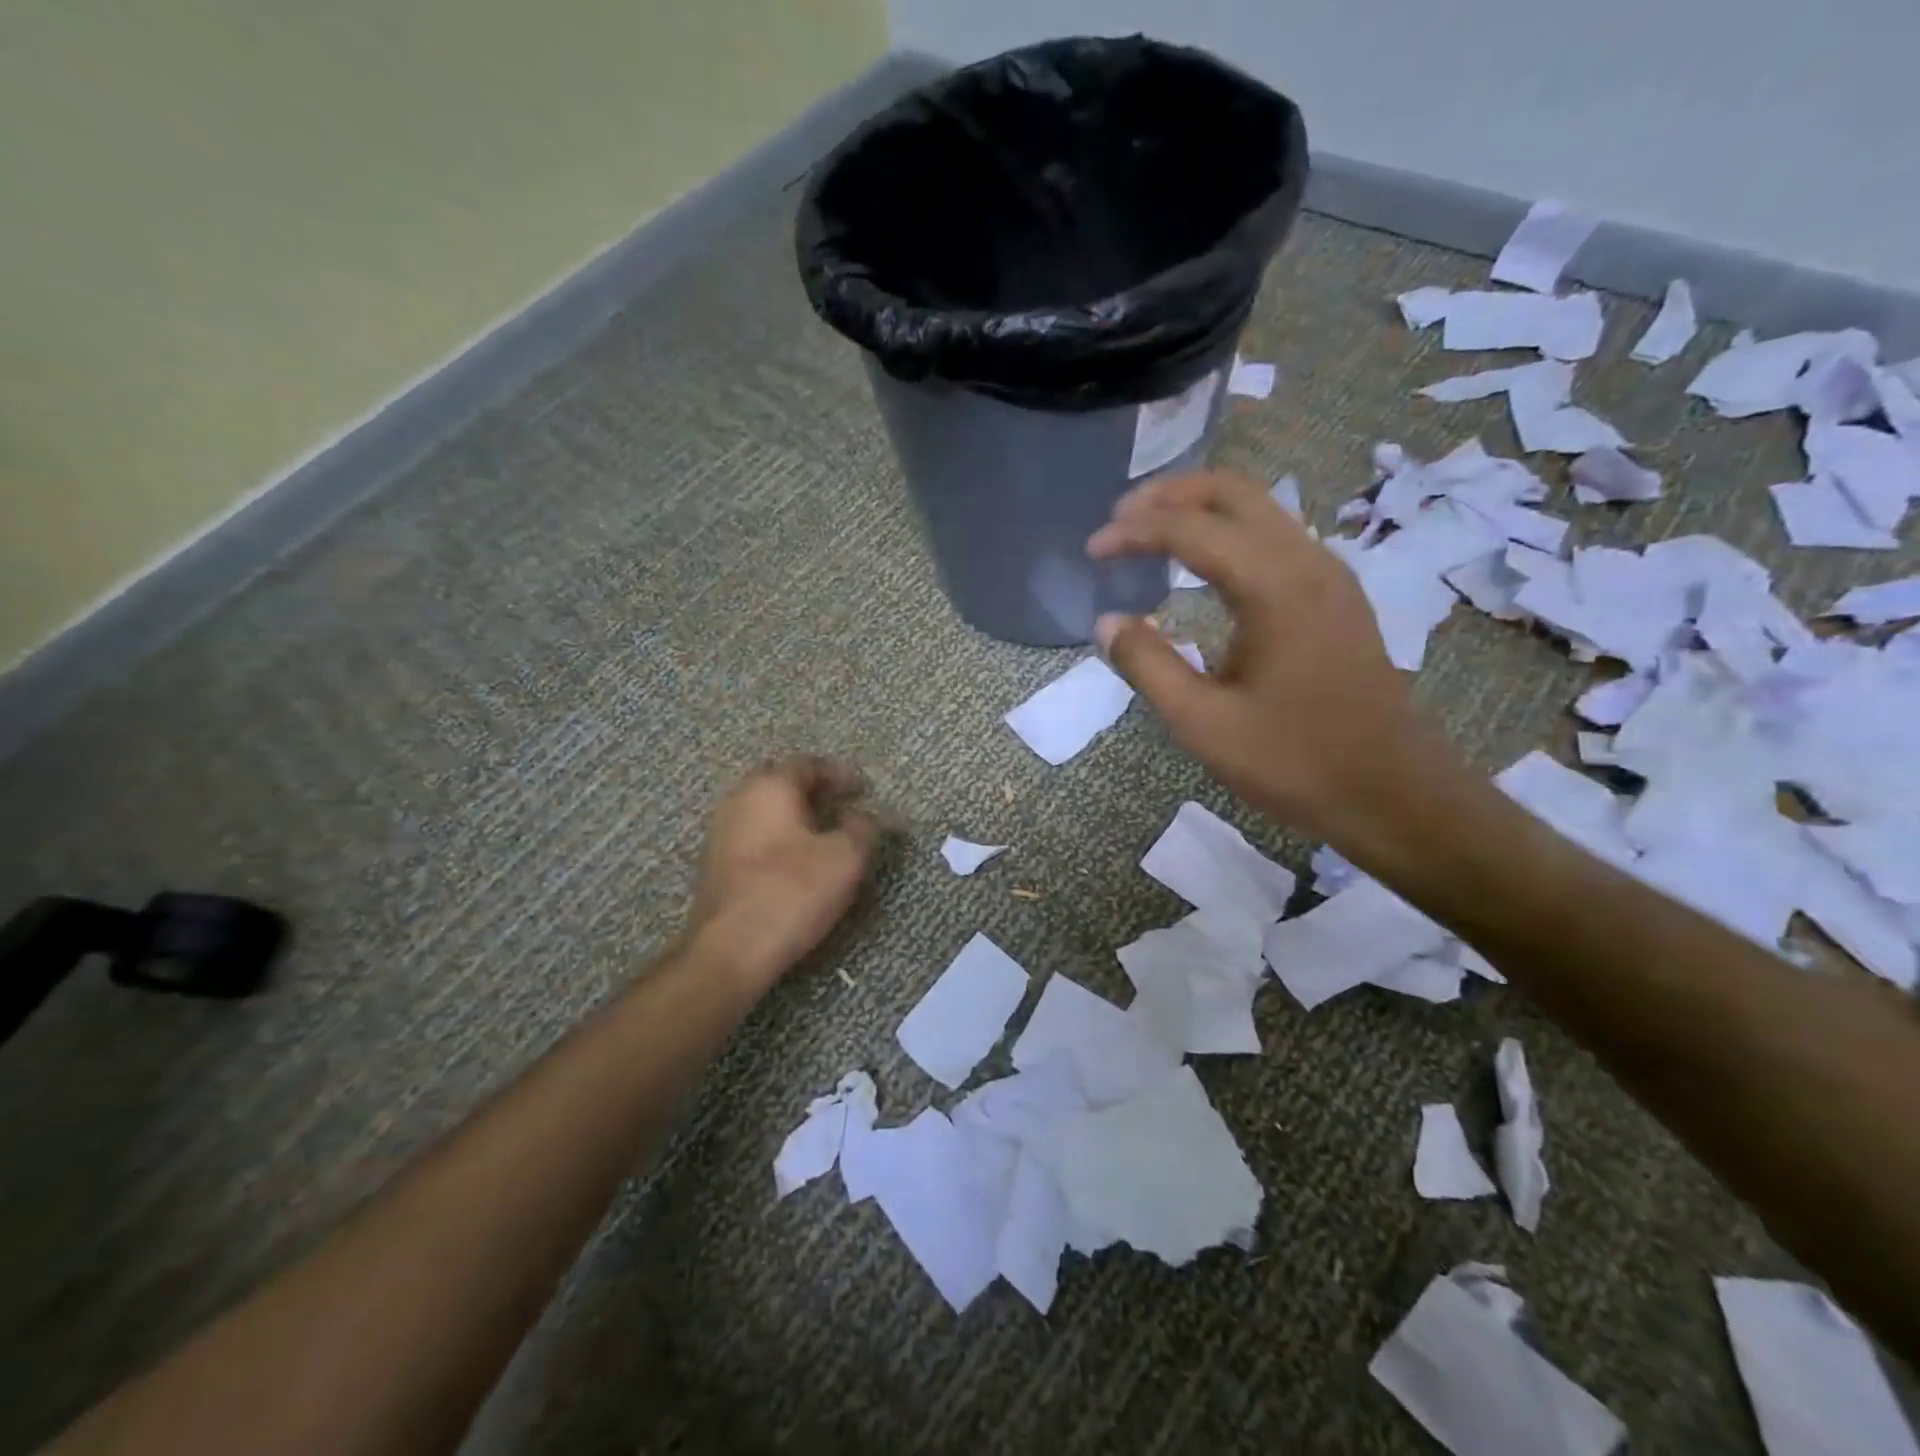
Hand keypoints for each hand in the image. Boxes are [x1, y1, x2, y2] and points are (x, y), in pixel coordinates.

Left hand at [688, 756, 881, 983]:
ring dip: (795, 815)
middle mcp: (739, 799)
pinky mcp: (715, 864)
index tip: (862, 789)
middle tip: (843, 806)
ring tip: (825, 835)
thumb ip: (862, 828)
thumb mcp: (845, 858)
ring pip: (764, 810)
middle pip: (781, 782)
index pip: (807, 764)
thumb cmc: (791, 892)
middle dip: (814, 791)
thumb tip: (862, 815)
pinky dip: (779, 837)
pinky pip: (754, 835)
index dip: (839, 774)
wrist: (730, 950)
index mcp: (769, 786)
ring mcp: (721, 831)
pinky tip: (797, 860)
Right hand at [1086, 469, 1436, 846]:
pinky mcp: (1336, 596)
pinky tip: (1203, 566)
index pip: (1190, 530)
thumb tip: (1107, 622)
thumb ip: (1148, 665)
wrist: (1391, 793)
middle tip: (1120, 517)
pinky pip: (1275, 536)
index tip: (1092, 549)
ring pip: (1259, 509)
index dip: (1133, 532)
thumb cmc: (1293, 761)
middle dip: (1169, 494)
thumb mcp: (1202, 723)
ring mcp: (1329, 575)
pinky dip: (1229, 532)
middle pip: (1233, 491)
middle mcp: (1307, 561)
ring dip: (1201, 509)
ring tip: (1150, 533)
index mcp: (1274, 586)